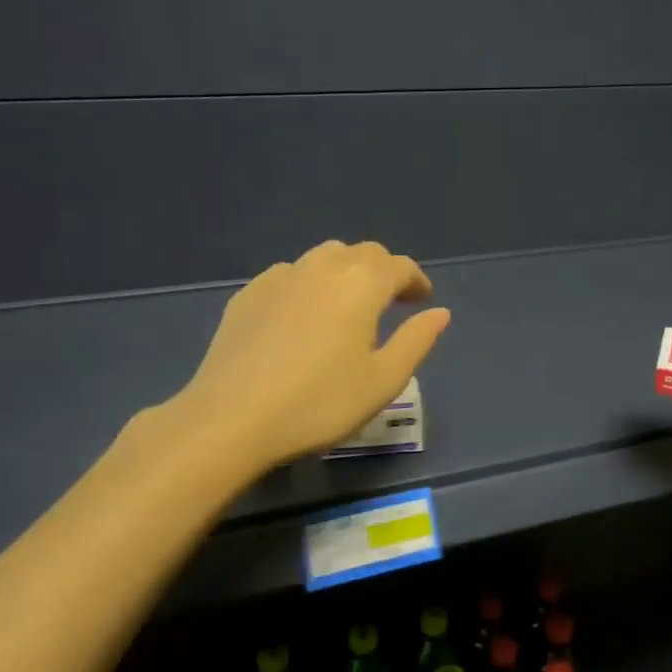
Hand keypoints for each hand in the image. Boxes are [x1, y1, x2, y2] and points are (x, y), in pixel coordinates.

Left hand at [159, 241, 449, 472]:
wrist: (232, 418)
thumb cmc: (320, 402)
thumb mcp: (383, 380)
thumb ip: (416, 340)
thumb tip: (440, 312)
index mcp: (362, 283)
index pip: (399, 266)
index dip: (416, 281)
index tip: (422, 300)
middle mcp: (323, 266)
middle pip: (362, 253)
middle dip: (383, 271)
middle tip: (391, 301)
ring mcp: (280, 276)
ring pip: (324, 257)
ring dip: (345, 272)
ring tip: (348, 304)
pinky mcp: (248, 294)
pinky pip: (290, 275)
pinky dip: (308, 284)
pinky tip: (303, 315)